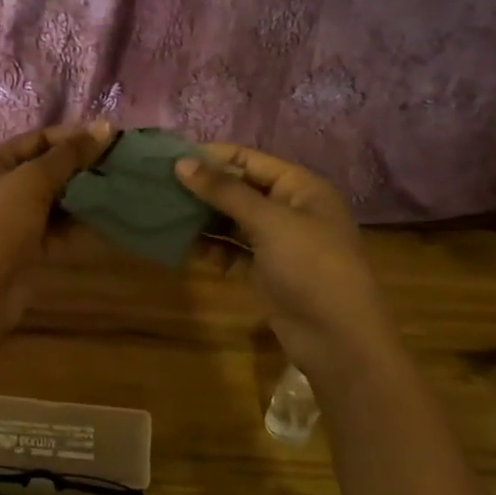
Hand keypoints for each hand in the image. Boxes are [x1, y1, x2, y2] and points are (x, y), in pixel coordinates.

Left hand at [0, 121, 113, 333]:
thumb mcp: (32, 181)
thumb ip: (68, 155)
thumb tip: (104, 127)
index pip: (38, 139)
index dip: (74, 136)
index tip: (113, 138)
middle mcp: (0, 186)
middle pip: (48, 169)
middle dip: (82, 168)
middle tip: (121, 165)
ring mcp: (12, 219)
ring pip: (55, 202)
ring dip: (84, 198)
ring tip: (121, 190)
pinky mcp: (25, 248)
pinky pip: (57, 231)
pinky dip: (79, 228)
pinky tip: (109, 223)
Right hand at [175, 144, 401, 379]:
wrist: (338, 339)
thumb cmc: (311, 266)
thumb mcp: (269, 221)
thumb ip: (224, 191)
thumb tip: (181, 163)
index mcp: (300, 188)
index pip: (249, 160)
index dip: (212, 156)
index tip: (170, 157)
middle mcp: (289, 210)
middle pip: (239, 189)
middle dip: (202, 187)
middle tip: (157, 184)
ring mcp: (277, 243)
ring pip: (232, 221)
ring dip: (201, 217)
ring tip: (162, 211)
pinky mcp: (264, 272)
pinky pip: (231, 251)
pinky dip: (210, 247)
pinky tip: (181, 244)